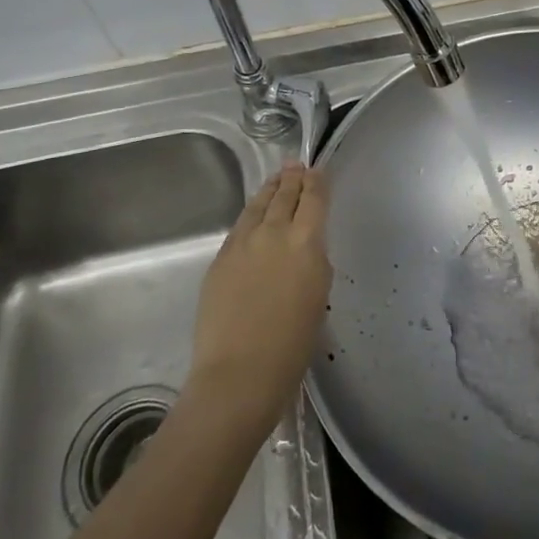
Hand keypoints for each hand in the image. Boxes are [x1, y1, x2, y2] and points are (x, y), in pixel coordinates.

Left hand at [187, 164, 332, 430]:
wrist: (240, 372)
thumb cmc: (293, 343)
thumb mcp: (318, 295)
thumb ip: (313, 261)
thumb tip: (305, 246)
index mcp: (306, 242)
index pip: (313, 199)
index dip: (317, 182)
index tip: (319, 170)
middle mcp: (273, 233)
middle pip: (284, 195)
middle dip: (292, 179)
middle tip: (296, 165)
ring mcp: (242, 244)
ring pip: (258, 205)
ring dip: (270, 189)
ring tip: (277, 178)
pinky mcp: (220, 259)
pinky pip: (240, 225)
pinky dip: (252, 212)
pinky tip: (254, 213)